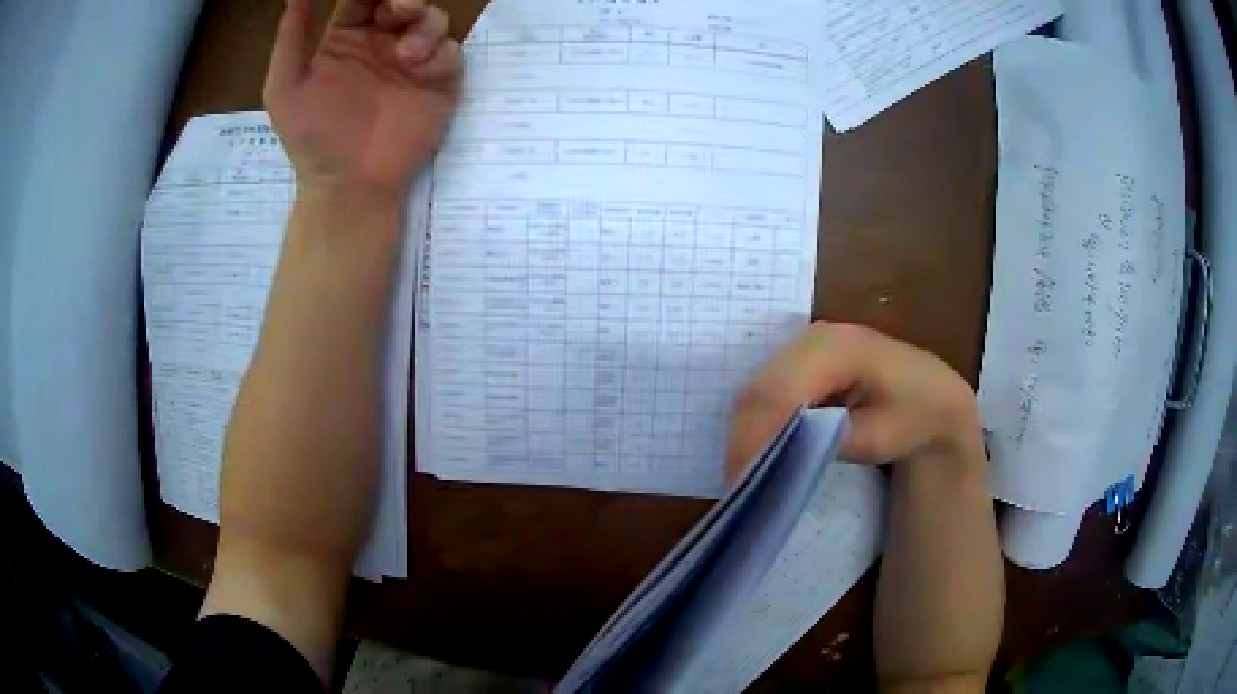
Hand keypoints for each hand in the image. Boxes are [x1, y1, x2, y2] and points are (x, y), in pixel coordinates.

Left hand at [264, 0, 462, 201]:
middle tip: (397, 7)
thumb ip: (292, 35)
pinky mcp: (438, 80)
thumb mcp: (286, 86)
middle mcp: (382, 41)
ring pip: (432, 18)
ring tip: (406, 52)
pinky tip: (416, 67)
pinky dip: (438, 51)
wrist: (349, 187)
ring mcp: (413, 60)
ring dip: (424, 22)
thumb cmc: (312, 138)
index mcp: (346, 36)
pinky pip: (449, 51)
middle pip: (403, 0)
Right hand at [727, 322, 981, 478]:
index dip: (760, 434)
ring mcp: (806, 341)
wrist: (932, 394)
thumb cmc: (913, 416)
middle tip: (738, 480)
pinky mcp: (800, 354)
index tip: (745, 477)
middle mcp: (816, 336)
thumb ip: (832, 439)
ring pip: (757, 385)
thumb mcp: (880, 437)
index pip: (784, 390)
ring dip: (746, 429)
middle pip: (762, 386)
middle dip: (745, 436)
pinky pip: (765, 386)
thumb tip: (784, 448)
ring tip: (743, 469)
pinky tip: (757, 447)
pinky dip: (756, 420)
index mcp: (842, 348)